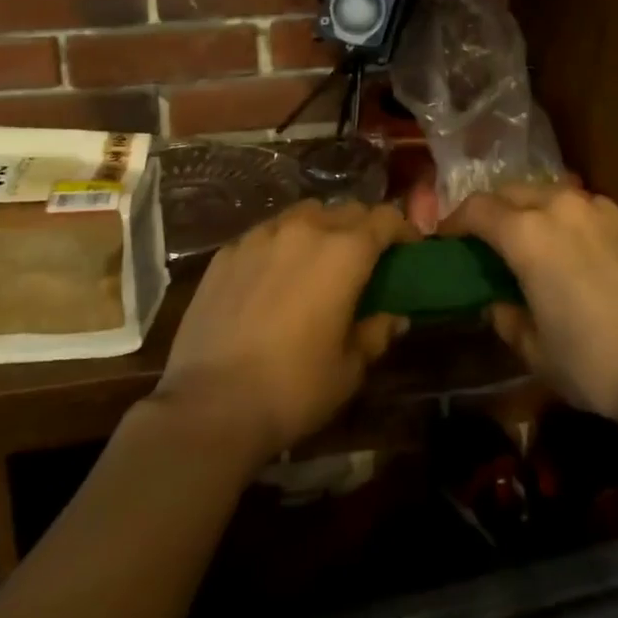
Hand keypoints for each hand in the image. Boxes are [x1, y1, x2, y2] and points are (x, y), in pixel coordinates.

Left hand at [155, 200, 412, 462]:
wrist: (209, 407)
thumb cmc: (293, 389)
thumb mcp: (349, 369)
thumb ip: (376, 333)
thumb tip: (394, 317)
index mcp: (345, 252)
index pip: (385, 219)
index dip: (402, 230)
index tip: (408, 249)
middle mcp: (305, 230)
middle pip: (346, 210)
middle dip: (362, 228)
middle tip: (364, 259)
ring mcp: (261, 237)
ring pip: (303, 214)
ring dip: (320, 229)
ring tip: (316, 261)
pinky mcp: (226, 253)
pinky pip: (265, 235)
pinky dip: (279, 245)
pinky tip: (271, 278)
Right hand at [445, 185, 617, 429]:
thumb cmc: (593, 361)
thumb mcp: (536, 350)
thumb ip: (508, 319)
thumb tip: (500, 303)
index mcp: (527, 234)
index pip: (477, 209)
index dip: (455, 221)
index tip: (447, 238)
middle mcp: (562, 206)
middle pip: (514, 191)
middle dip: (495, 210)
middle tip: (491, 240)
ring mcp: (603, 208)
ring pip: (555, 195)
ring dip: (537, 212)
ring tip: (540, 243)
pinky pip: (592, 211)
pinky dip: (577, 223)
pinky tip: (587, 255)